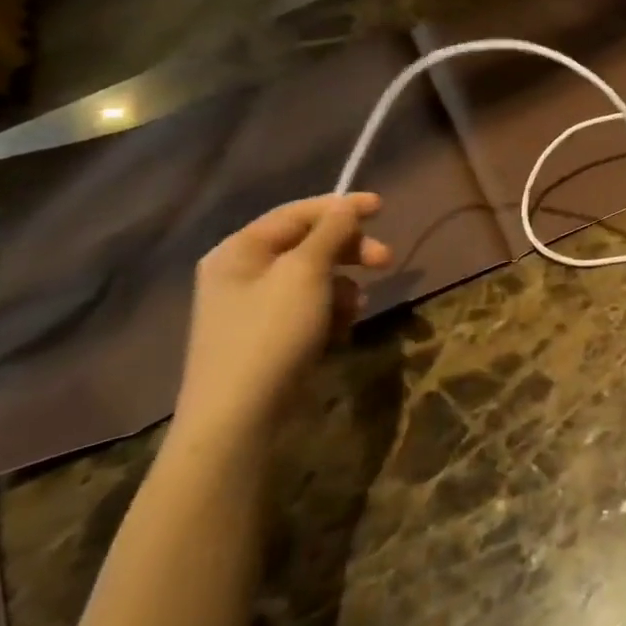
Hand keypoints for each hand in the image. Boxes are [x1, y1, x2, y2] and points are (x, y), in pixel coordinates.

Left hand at [174, 193, 391, 445]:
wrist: (238, 419)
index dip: (341, 206)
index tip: (383, 207)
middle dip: (349, 251)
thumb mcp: (306, 273)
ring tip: (354, 308)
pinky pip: (308, 309)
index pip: (297, 213)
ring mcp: (252, 309)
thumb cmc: (271, 334)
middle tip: (386, 261)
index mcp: (239, 250)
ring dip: (342, 286)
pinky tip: (339, 330)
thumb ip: (331, 232)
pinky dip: (330, 312)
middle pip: (308, 245)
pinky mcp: (267, 339)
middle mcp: (241, 273)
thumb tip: (346, 206)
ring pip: (313, 279)